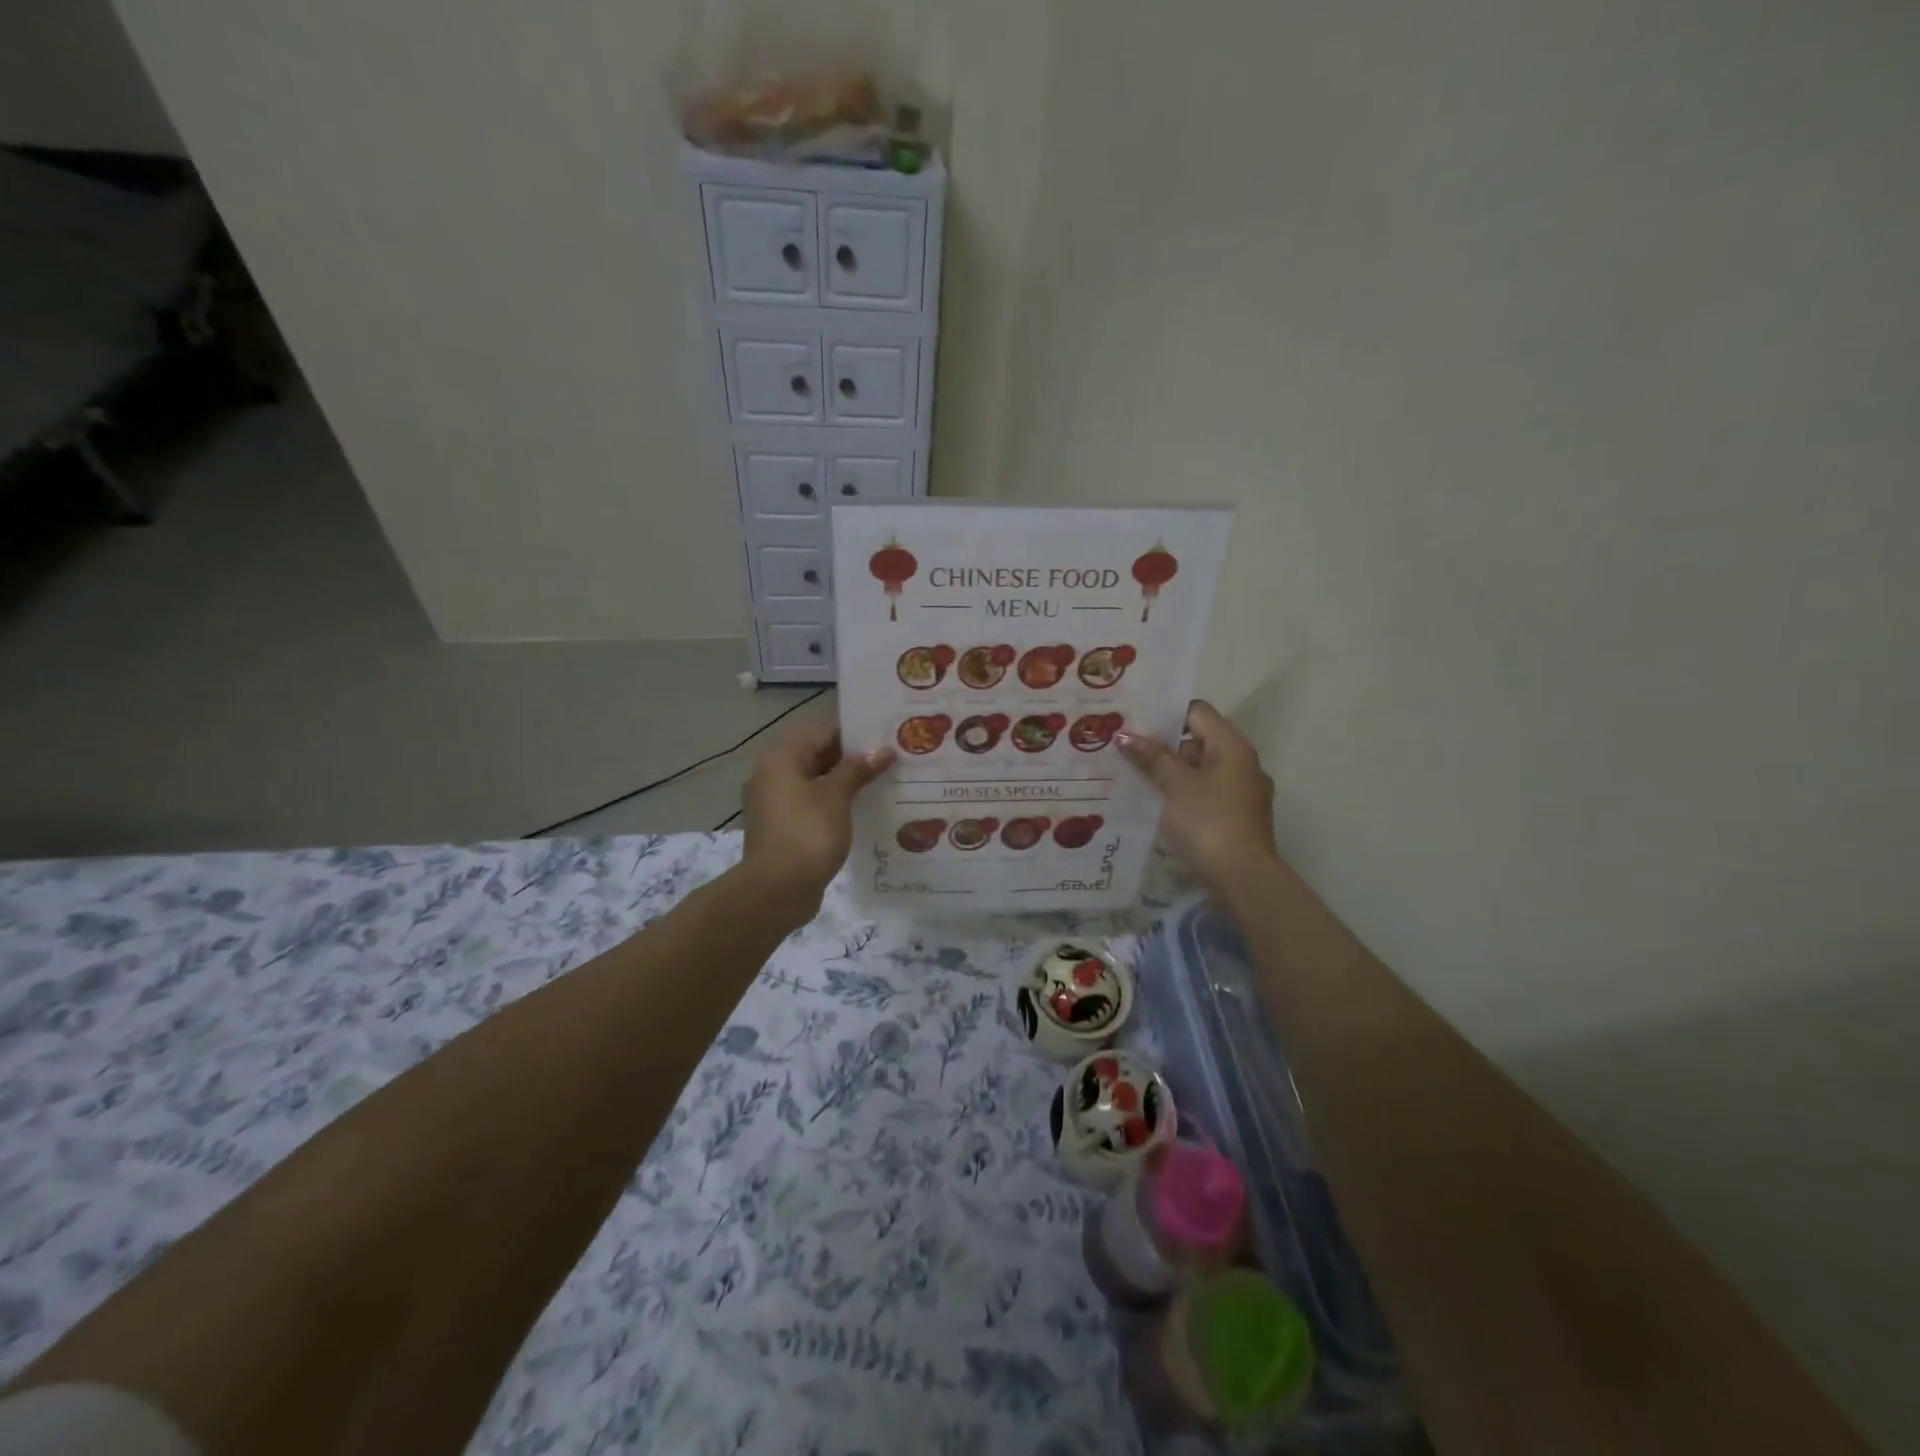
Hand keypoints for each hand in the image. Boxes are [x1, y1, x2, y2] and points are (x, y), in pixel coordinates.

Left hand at [740, 720, 893, 919]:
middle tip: (889, 761)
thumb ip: (858, 769)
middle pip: (816, 755)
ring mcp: (774, 803)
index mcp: (781, 758)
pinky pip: (811, 804)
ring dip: (844, 782)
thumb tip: (881, 750)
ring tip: (882, 784)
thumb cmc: (808, 833)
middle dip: (851, 759)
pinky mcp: (781, 828)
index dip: (854, 734)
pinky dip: (833, 804)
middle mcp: (772, 775)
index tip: (885, 738)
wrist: (777, 890)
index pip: (821, 731)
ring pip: (815, 781)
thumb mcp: (837, 796)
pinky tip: (861, 811)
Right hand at [1117, 700, 1278, 896]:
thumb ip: (1152, 757)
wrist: (1243, 878)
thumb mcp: (1175, 785)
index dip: (1166, 715)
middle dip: (1163, 746)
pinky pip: (1206, 794)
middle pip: (1199, 741)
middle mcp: (1243, 763)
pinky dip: (1183, 794)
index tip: (1135, 723)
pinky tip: (1157, 805)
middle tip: (1126, 751)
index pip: (1197, 712)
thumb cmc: (1209, 821)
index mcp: (1232, 746)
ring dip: (1171, 773)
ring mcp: (1243, 792)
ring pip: (1201, 770)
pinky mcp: (1238, 817)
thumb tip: (1124, 735)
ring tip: (1134, 778)